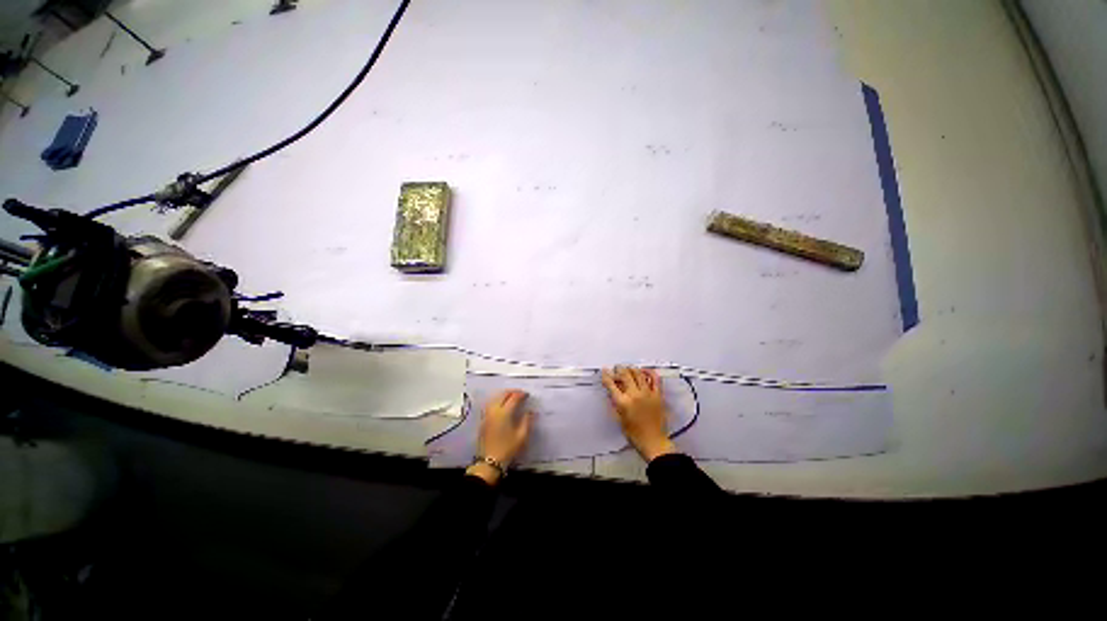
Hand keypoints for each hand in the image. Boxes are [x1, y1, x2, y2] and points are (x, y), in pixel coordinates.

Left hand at [466, 390, 533, 484]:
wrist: (489, 463)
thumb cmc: (507, 449)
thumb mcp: (522, 436)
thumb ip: (527, 421)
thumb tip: (531, 412)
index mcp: (504, 413)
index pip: (513, 397)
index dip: (521, 394)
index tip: (527, 395)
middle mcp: (494, 411)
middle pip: (502, 395)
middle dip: (512, 392)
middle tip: (520, 394)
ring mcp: (486, 415)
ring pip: (494, 398)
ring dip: (503, 395)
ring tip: (511, 398)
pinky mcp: (483, 421)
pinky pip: (490, 405)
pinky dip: (497, 401)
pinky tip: (502, 406)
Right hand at [601, 367, 676, 461]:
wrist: (653, 442)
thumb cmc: (634, 434)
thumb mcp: (619, 419)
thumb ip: (615, 404)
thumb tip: (612, 393)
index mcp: (623, 403)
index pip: (611, 385)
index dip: (606, 376)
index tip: (605, 371)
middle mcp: (635, 395)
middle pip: (625, 375)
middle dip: (619, 369)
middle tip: (617, 368)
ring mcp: (647, 394)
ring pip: (638, 374)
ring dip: (632, 369)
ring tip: (628, 368)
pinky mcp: (658, 395)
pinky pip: (655, 379)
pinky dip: (649, 372)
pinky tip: (645, 371)